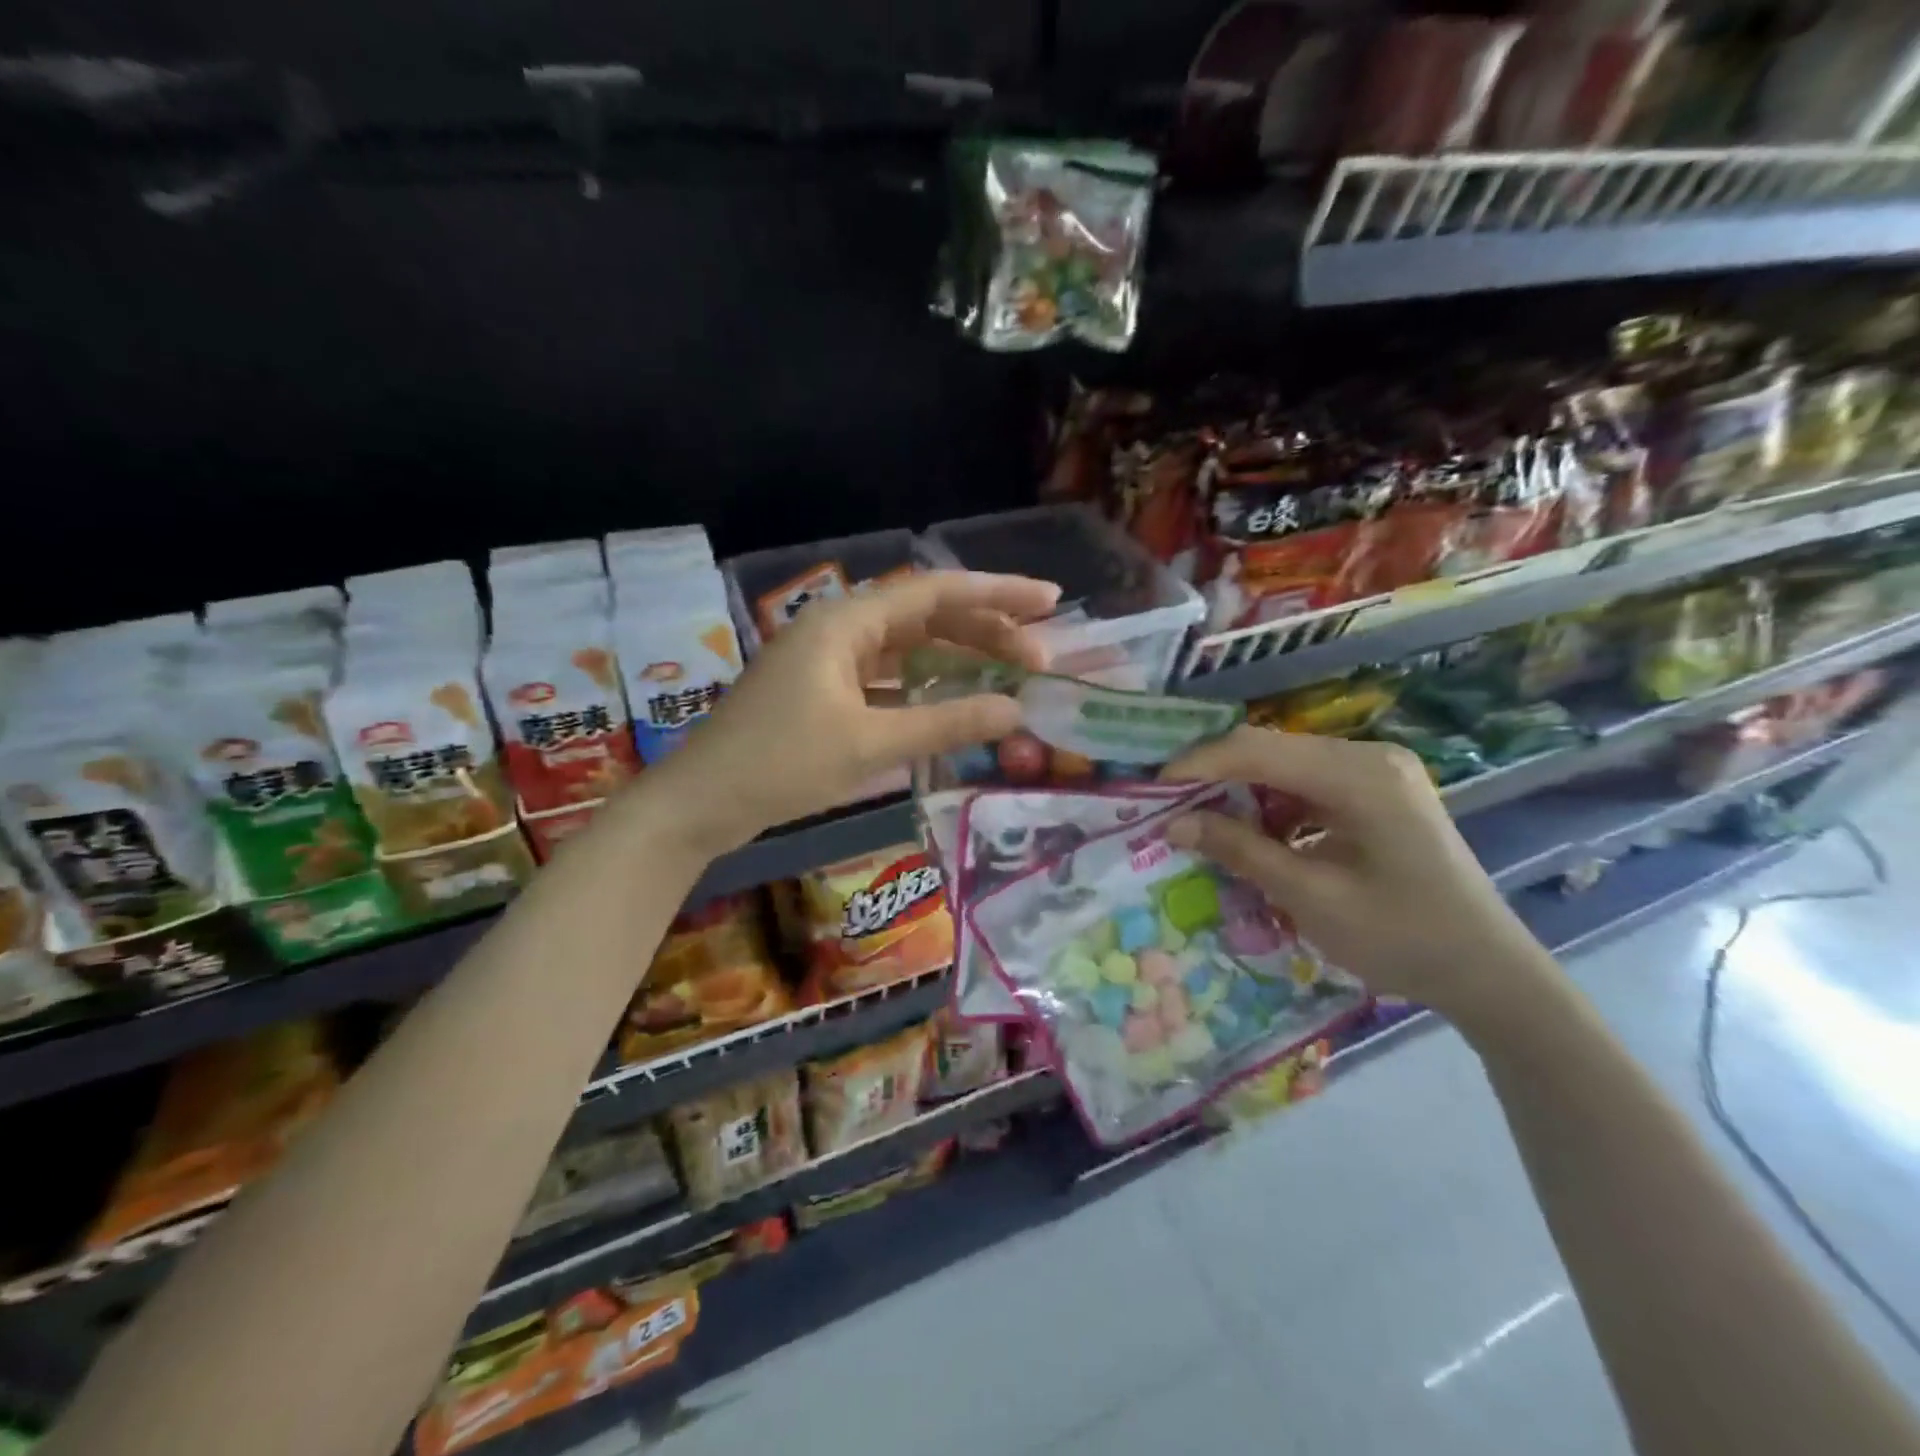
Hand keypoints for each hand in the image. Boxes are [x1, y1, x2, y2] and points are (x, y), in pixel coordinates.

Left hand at [649, 571, 1059, 853]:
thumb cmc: (780, 766)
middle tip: (1040, 656)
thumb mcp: (870, 745)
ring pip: (908, 647)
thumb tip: (1017, 710)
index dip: (997, 593)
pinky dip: (925, 685)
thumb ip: (946, 724)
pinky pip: (888, 676)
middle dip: (985, 631)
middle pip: (926, 617)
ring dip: (957, 658)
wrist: (701, 803)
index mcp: (846, 623)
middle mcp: (840, 629)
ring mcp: (830, 660)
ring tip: (1010, 674)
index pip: (935, 593)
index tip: (1050, 601)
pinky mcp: (825, 691)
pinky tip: (955, 699)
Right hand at [1163, 726, 1551, 1018]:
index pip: (1256, 749)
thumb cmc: (1403, 938)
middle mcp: (1367, 756)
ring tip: (1198, 823)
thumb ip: (1240, 851)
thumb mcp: (1311, 897)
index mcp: (1359, 774)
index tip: (1150, 792)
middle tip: (1166, 808)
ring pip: (1281, 765)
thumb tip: (1172, 823)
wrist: (1488, 973)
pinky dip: (1269, 806)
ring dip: (1238, 791)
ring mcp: (1375, 771)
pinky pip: (1304, 784)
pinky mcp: (1374, 792)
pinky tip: (1249, 833)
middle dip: (1212, 777)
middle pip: (1267, 750)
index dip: (1196, 765)